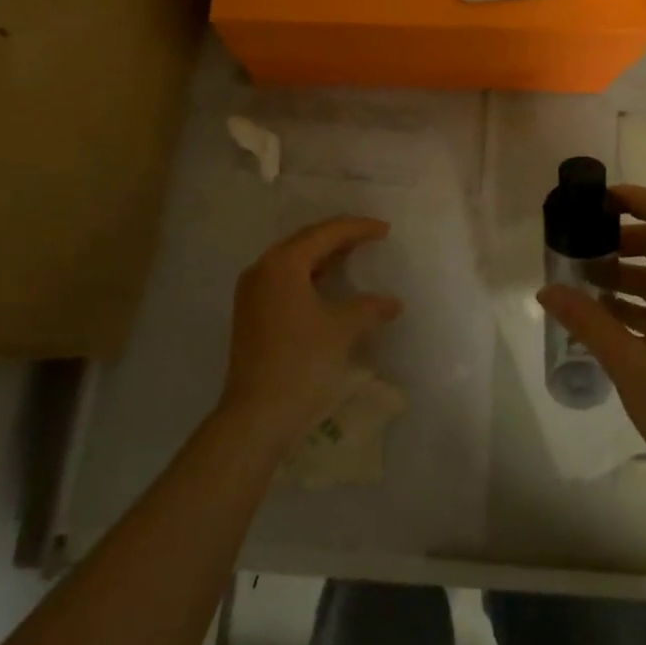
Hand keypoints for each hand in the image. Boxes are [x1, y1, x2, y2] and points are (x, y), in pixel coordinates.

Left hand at [219, 217, 402, 456]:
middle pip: (306, 241)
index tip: (385, 229)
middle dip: (339, 237)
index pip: (325, 233)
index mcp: (283, 263)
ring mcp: (253, 293)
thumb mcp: (342, 329)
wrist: (257, 416)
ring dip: (323, 257)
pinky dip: (311, 276)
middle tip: (370, 236)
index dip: (358, 228)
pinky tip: (329, 286)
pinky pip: (286, 281)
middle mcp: (263, 270)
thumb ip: (369, 307)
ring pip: (294, 262)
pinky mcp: (252, 315)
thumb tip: (392, 302)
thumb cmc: (301, 362)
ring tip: (353, 255)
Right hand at [538, 185, 645, 499]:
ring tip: (582, 284)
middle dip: (619, 240)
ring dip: (624, 274)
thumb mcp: (628, 363)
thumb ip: (587, 322)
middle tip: (578, 249)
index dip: (634, 198)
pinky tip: (604, 319)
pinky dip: (636, 302)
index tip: (597, 203)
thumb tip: (546, 290)